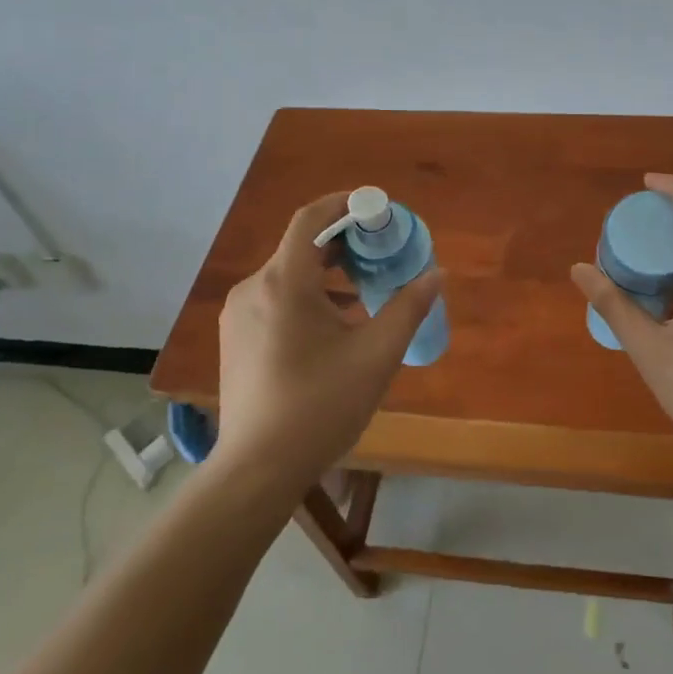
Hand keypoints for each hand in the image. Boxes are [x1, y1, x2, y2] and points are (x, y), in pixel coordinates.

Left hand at [215, 192, 442, 489]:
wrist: (257, 470)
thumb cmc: (321, 406)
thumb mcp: (376, 355)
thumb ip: (408, 307)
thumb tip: (435, 273)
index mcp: (284, 283)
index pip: (311, 218)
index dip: (345, 203)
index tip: (378, 208)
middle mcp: (254, 288)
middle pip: (301, 246)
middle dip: (344, 242)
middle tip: (382, 251)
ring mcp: (240, 315)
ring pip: (289, 275)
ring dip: (328, 273)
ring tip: (366, 290)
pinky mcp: (236, 338)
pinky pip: (276, 299)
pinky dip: (309, 297)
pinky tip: (336, 325)